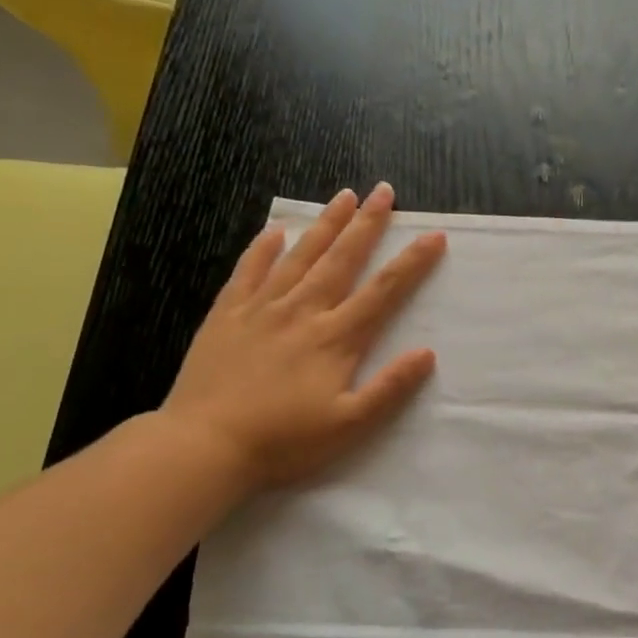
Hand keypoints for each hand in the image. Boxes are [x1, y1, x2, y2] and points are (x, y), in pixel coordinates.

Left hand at [160, 183, 446, 492]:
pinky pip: (248, 271)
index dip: (411, 263)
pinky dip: (263, 248)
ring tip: (344, 196)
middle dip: (367, 224)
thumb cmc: (284, 441)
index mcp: (335, 339)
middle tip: (384, 192)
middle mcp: (302, 312)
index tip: (433, 236)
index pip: (383, 292)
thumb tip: (426, 353)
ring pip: (299, 256)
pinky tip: (276, 231)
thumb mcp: (350, 425)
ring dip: (324, 225)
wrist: (204, 445)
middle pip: (341, 260)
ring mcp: (261, 309)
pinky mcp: (227, 316)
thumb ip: (390, 388)